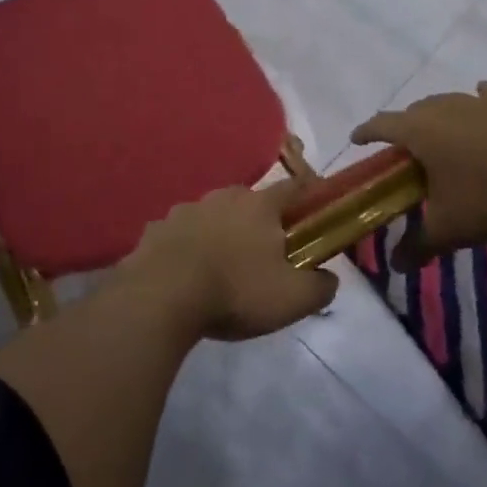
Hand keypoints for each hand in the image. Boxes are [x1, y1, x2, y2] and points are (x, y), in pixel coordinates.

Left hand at [123, 180, 337, 340]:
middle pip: (249, 200)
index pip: (293, 187)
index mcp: (259, 206)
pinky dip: (187, 246)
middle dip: (259, 219)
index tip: (316, 206)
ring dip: (220, 231)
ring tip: (223, 263)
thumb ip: (320, 287)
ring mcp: (186, 210)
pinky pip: (180, 233)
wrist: (163, 295)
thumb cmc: (236, 290)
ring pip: (212, 214)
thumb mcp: (293, 299)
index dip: (308, 194)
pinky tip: (187, 271)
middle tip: (265, 248)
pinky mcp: (156, 229)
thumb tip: (330, 278)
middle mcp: (223, 197)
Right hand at [351, 82, 486, 269]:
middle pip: (413, 112)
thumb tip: (395, 267)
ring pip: (447, 103)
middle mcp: (443, 108)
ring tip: (442, 137)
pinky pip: (485, 96)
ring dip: (438, 117)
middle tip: (406, 153)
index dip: (366, 132)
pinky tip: (482, 106)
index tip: (357, 140)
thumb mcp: (449, 228)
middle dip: (404, 129)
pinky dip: (478, 102)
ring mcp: (478, 101)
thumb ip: (418, 245)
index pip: (380, 125)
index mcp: (419, 131)